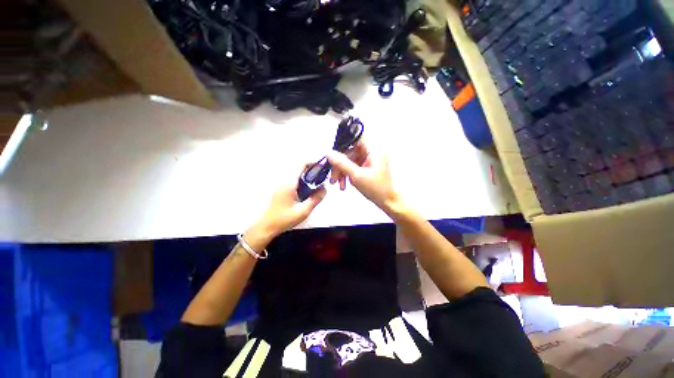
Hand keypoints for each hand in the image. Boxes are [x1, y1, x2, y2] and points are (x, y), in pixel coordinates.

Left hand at [248, 164, 326, 245]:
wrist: (266, 226)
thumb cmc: (284, 219)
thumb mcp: (303, 211)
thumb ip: (315, 199)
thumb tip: (325, 188)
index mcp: (290, 183)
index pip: (301, 164)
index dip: (313, 163)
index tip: (322, 168)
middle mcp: (285, 180)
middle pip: (300, 168)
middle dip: (312, 170)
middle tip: (322, 179)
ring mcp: (282, 184)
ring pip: (297, 174)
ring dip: (308, 176)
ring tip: (317, 185)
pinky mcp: (281, 189)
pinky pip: (294, 180)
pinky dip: (303, 181)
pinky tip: (307, 191)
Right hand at [327, 141, 401, 212]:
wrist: (388, 202)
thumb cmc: (377, 189)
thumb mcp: (357, 176)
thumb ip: (342, 163)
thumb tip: (329, 154)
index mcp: (374, 150)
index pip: (356, 138)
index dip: (344, 143)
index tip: (334, 154)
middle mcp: (372, 153)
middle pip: (351, 152)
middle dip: (340, 165)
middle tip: (333, 178)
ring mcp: (370, 160)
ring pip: (351, 161)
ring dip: (343, 172)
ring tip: (339, 184)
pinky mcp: (368, 167)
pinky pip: (354, 167)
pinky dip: (348, 174)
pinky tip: (346, 184)